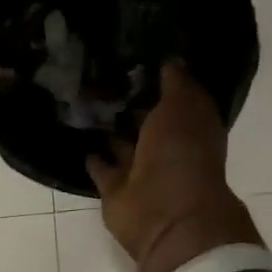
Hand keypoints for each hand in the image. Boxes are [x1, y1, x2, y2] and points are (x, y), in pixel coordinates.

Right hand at [87, 63, 260, 271]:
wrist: (166, 214)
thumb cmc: (182, 153)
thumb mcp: (183, 106)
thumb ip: (176, 83)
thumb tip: (170, 61)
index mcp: (191, 129)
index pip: (176, 100)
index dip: (161, 81)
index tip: (137, 57)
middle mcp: (168, 150)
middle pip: (148, 123)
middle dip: (131, 104)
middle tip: (103, 75)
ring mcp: (142, 173)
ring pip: (124, 145)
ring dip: (111, 131)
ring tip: (85, 102)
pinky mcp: (117, 191)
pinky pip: (103, 170)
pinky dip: (95, 159)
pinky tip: (81, 139)